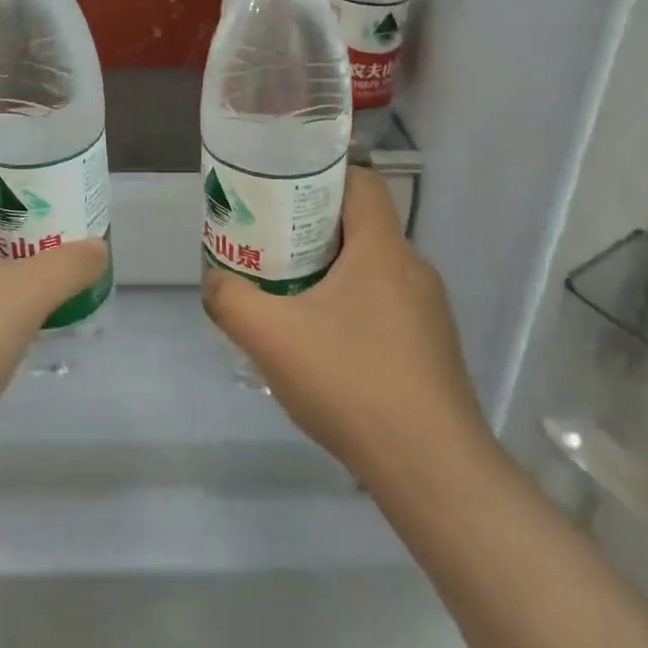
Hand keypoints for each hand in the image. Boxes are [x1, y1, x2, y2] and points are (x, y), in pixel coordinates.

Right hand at [202, 166, 493, 484]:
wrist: (432, 470)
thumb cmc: (353, 383)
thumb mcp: (272, 337)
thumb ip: (231, 300)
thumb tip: (215, 281)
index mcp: (383, 249)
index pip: (360, 181)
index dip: (320, 177)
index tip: (281, 196)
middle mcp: (413, 269)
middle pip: (360, 226)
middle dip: (312, 230)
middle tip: (271, 249)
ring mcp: (429, 311)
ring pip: (372, 270)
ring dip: (332, 274)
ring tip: (291, 300)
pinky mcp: (432, 348)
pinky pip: (386, 307)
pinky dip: (353, 310)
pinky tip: (326, 350)